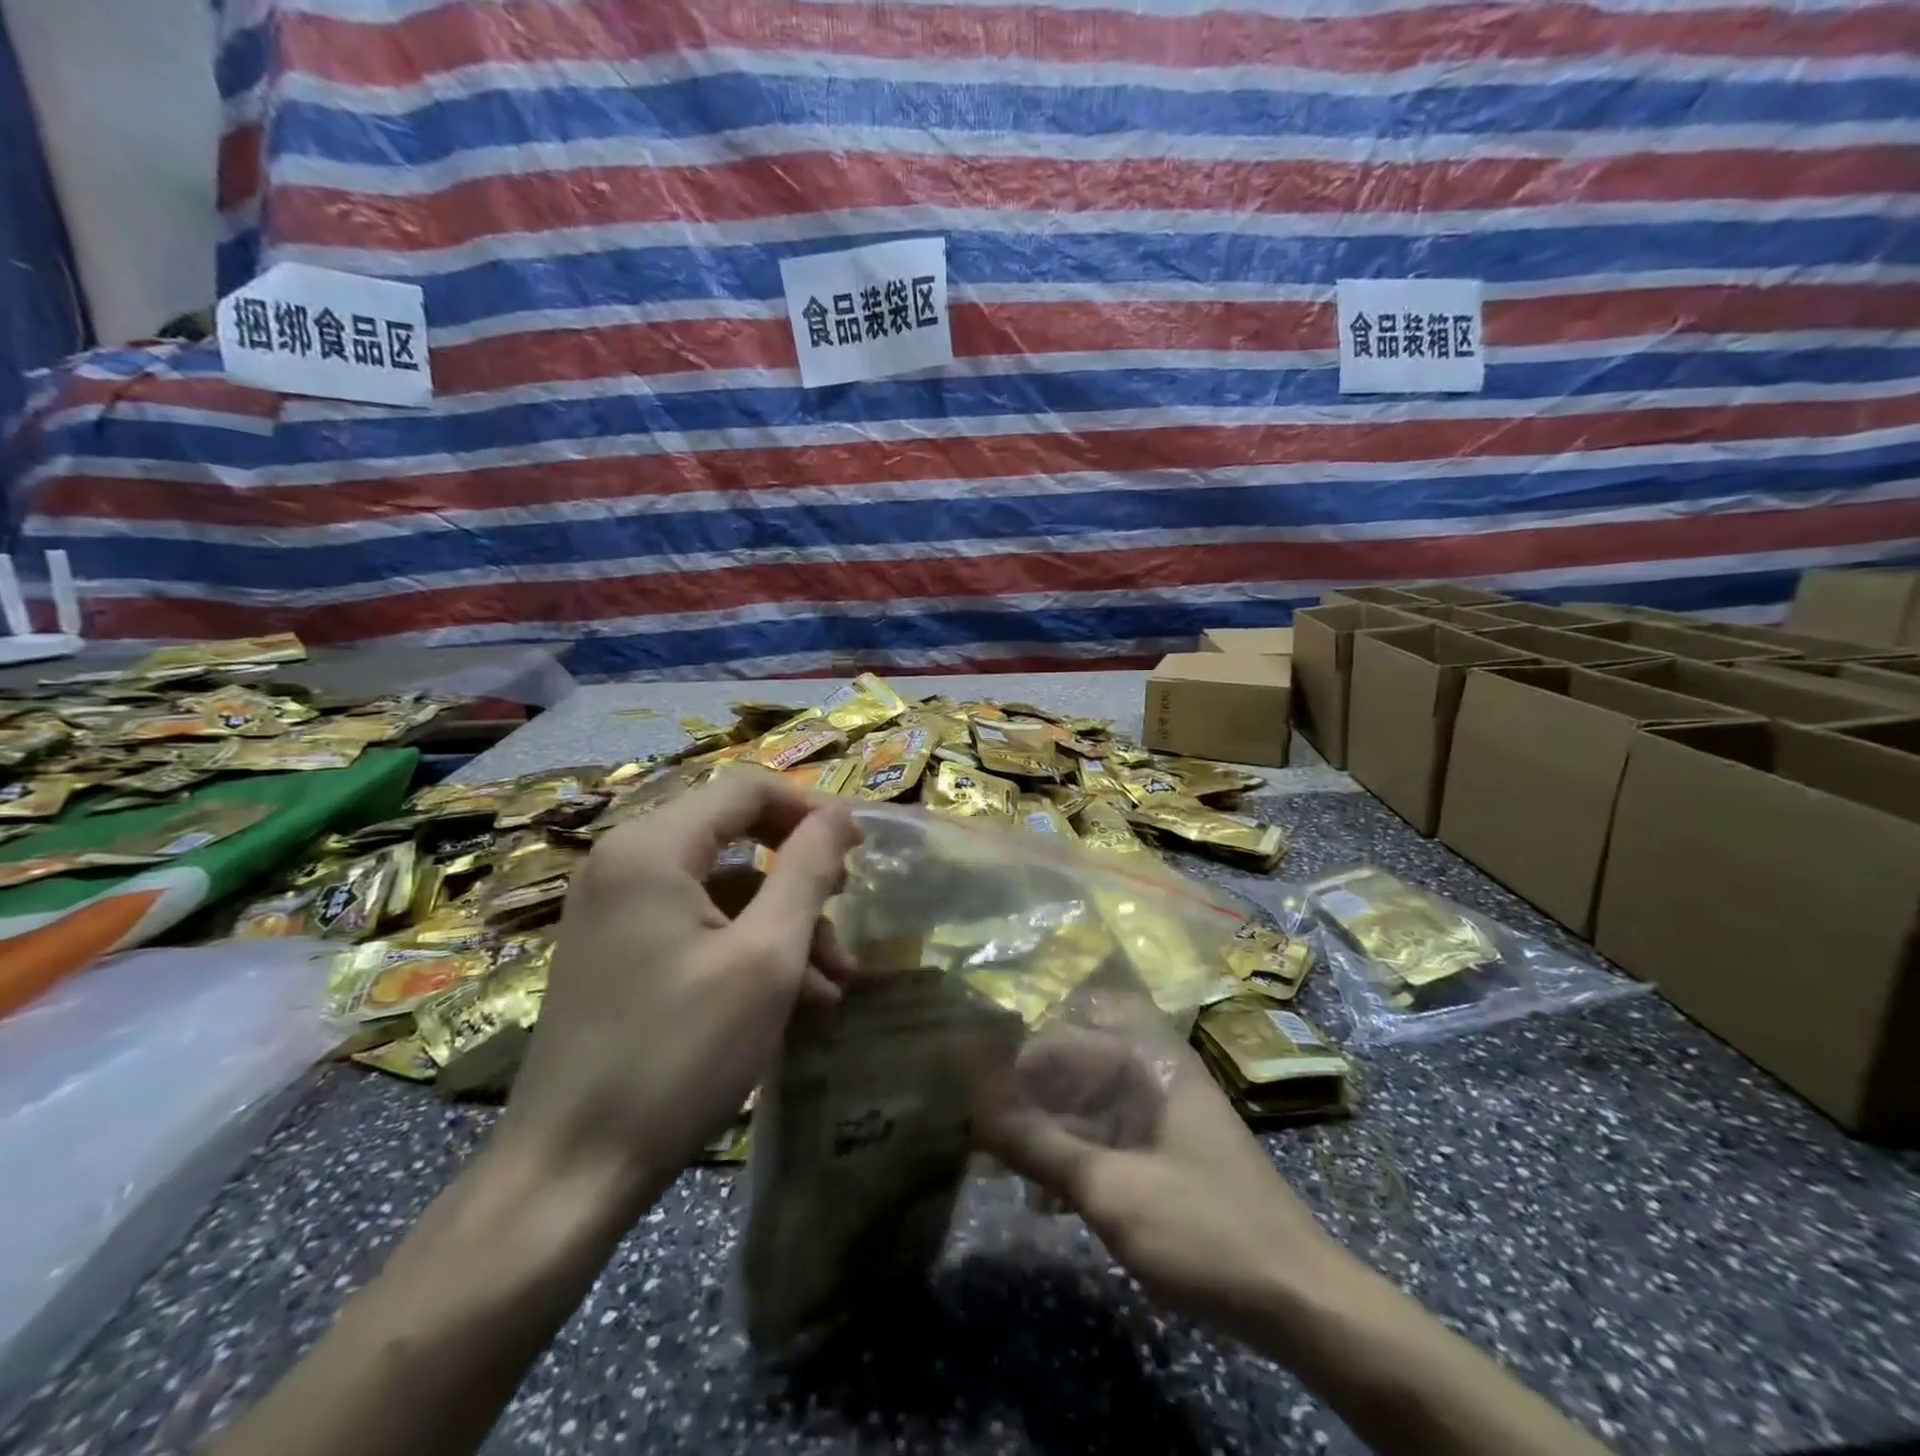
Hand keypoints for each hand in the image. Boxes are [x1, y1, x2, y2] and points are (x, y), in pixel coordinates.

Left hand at [497, 772, 860, 1219]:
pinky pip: (697, 924)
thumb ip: (808, 871)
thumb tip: (840, 816)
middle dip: (800, 875)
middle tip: (846, 911)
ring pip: (723, 887)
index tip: (860, 851)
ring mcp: (616, 908)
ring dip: (783, 923)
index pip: (748, 788)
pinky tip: (793, 1000)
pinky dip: (747, 948)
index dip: (811, 810)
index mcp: (652, 847)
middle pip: (736, 835)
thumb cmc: (678, 1054)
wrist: (570, 1174)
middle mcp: (625, 862)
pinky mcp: (618, 950)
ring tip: (833, 981)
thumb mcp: (766, 957)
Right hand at [975, 1030, 1339, 1344]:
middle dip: (1025, 1104)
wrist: (1300, 1302)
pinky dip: (1074, 1160)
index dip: (1013, 1065)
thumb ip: (1039, 1145)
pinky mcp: (1165, 1153)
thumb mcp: (1111, 1190)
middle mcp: (1153, 1075)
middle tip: (981, 1142)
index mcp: (1146, 1062)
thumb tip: (975, 1107)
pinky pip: (1106, 1140)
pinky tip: (1046, 1197)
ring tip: (1005, 1171)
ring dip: (1046, 1136)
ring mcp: (1161, 1115)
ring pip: (1085, 1110)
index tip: (970, 1096)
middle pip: (1072, 1073)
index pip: (1061, 1041)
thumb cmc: (1203, 1230)